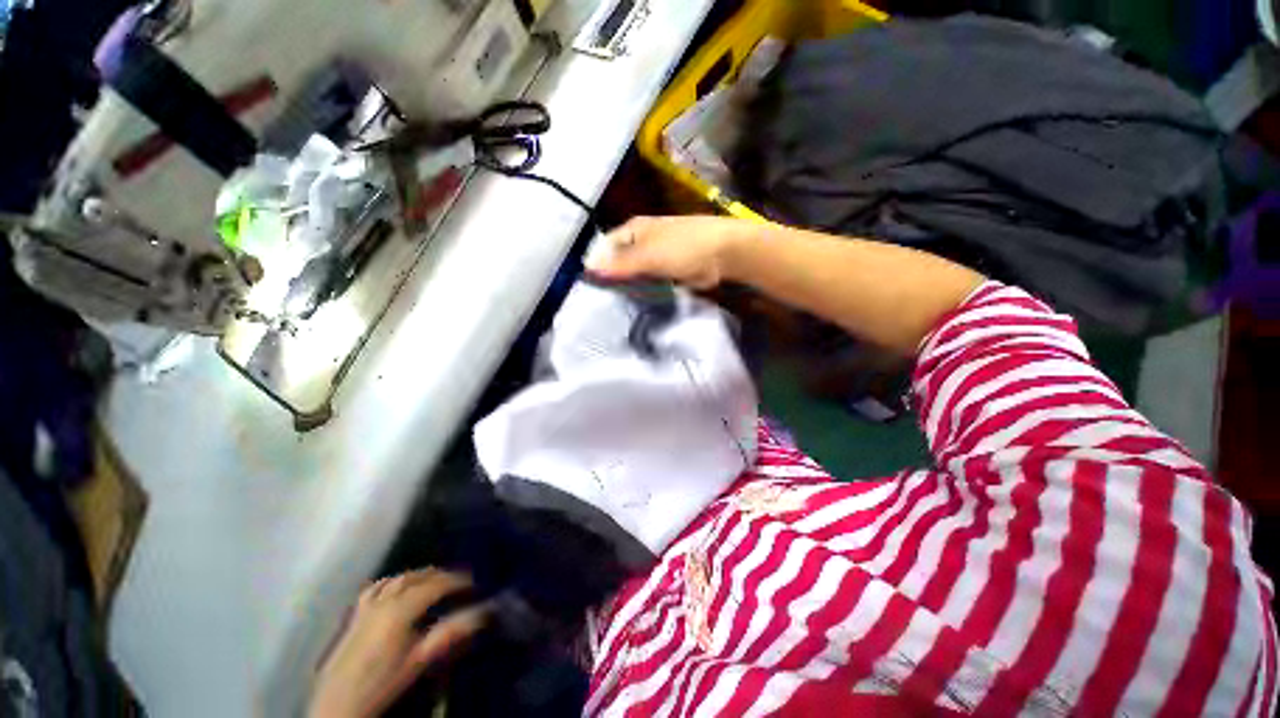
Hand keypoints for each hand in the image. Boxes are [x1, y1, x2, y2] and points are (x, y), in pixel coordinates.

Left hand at [308, 569, 488, 717]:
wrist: (338, 703)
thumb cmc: (383, 683)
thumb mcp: (419, 660)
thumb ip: (450, 633)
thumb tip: (482, 612)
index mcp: (400, 609)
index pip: (435, 584)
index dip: (456, 581)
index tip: (474, 583)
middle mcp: (384, 600)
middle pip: (416, 578)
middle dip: (440, 575)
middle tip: (458, 580)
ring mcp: (366, 606)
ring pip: (397, 579)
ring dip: (417, 575)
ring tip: (433, 579)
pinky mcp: (355, 615)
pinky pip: (376, 588)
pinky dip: (391, 581)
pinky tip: (396, 586)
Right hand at [585, 215, 753, 289]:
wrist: (724, 254)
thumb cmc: (683, 248)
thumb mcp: (648, 255)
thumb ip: (620, 264)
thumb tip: (588, 268)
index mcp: (634, 229)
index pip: (605, 246)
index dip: (596, 263)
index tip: (589, 287)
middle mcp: (642, 241)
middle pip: (619, 260)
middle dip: (612, 278)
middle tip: (601, 301)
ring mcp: (656, 256)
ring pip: (634, 273)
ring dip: (628, 286)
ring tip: (615, 305)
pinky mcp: (668, 271)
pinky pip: (649, 281)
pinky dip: (643, 290)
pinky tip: (637, 303)